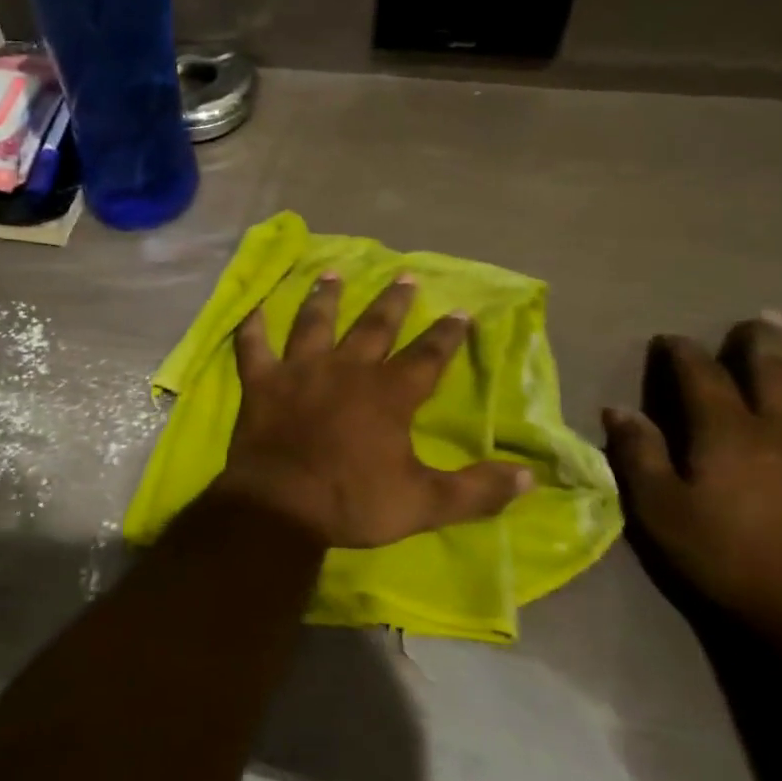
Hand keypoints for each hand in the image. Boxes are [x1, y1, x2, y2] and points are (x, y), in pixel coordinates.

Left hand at [213, 273, 529, 549]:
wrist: (281, 507)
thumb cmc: (353, 502)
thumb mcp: (425, 504)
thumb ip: (477, 490)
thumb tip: (530, 479)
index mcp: (387, 395)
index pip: (426, 357)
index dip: (446, 335)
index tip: (461, 311)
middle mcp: (345, 370)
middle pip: (373, 327)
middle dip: (392, 302)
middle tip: (404, 276)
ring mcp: (299, 371)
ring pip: (314, 323)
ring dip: (325, 298)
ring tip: (331, 273)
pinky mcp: (262, 382)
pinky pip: (253, 346)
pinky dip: (251, 327)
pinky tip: (251, 307)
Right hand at [603, 314, 781, 653]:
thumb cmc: (731, 556)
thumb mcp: (662, 509)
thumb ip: (639, 455)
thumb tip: (618, 411)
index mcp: (726, 432)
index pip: (701, 377)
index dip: (684, 353)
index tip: (671, 339)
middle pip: (773, 376)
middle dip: (762, 345)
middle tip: (762, 319)